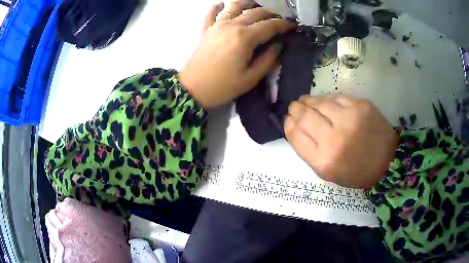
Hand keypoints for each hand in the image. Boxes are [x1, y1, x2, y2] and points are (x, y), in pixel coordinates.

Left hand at [178, 3, 295, 107]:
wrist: (191, 89)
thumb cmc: (222, 87)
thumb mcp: (250, 78)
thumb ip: (268, 60)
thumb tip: (278, 46)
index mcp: (245, 38)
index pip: (270, 26)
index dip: (284, 25)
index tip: (293, 26)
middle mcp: (232, 25)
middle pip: (255, 12)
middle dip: (270, 14)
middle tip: (277, 21)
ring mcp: (217, 25)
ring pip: (235, 6)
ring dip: (248, 4)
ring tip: (255, 8)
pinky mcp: (205, 29)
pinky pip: (211, 13)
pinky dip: (217, 7)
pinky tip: (222, 5)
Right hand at [284, 94, 398, 188]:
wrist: (386, 161)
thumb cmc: (355, 171)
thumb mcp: (326, 172)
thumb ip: (308, 150)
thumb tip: (294, 125)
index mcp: (324, 160)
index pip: (296, 135)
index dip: (289, 124)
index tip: (288, 119)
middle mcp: (335, 139)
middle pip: (305, 116)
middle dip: (295, 109)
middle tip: (294, 106)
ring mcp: (350, 119)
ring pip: (319, 102)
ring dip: (308, 100)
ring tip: (305, 101)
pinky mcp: (361, 106)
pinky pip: (336, 97)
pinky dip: (326, 98)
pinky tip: (324, 101)